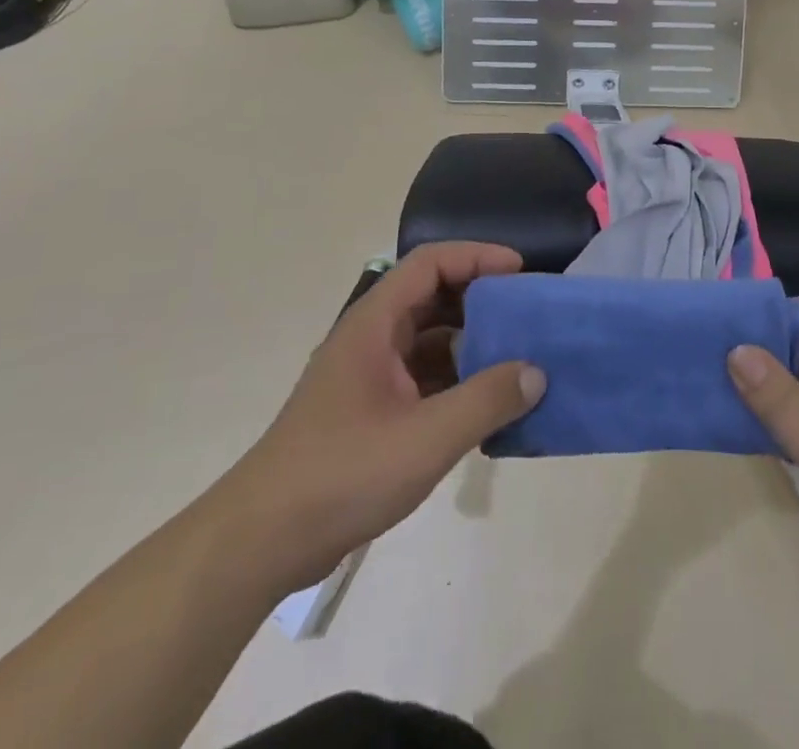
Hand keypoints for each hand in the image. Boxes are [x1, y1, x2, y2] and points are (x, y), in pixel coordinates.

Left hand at [227, 243, 546, 589]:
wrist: (262, 542)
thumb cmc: (342, 473)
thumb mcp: (424, 438)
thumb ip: (485, 401)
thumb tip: (536, 372)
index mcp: (375, 323)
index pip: (430, 263)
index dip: (477, 257)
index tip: (520, 271)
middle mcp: (371, 338)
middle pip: (432, 297)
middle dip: (481, 300)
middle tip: (526, 315)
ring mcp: (369, 376)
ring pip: (430, 340)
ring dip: (472, 344)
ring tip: (518, 359)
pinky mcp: (371, 411)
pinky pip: (424, 378)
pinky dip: (457, 382)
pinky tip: (487, 406)